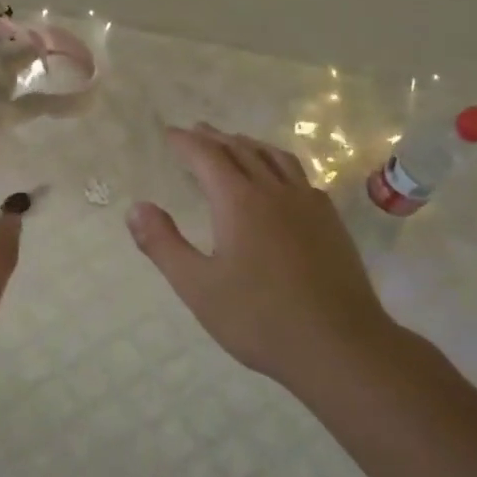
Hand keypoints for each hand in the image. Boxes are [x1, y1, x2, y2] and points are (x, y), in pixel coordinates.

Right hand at [126, 123, 398, 383]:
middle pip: (241, 150)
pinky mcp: (331, 222)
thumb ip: (163, 244)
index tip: (169, 134)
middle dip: (215, 138)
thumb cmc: (260, 318)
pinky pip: (300, 177)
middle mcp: (275, 191)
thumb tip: (136, 208)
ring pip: (275, 158)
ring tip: (236, 143)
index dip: (186, 142)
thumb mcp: (197, 286)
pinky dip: (279, 165)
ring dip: (250, 145)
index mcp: (239, 201)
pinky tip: (281, 181)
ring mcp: (308, 204)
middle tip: (196, 131)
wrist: (340, 345)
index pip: (207, 156)